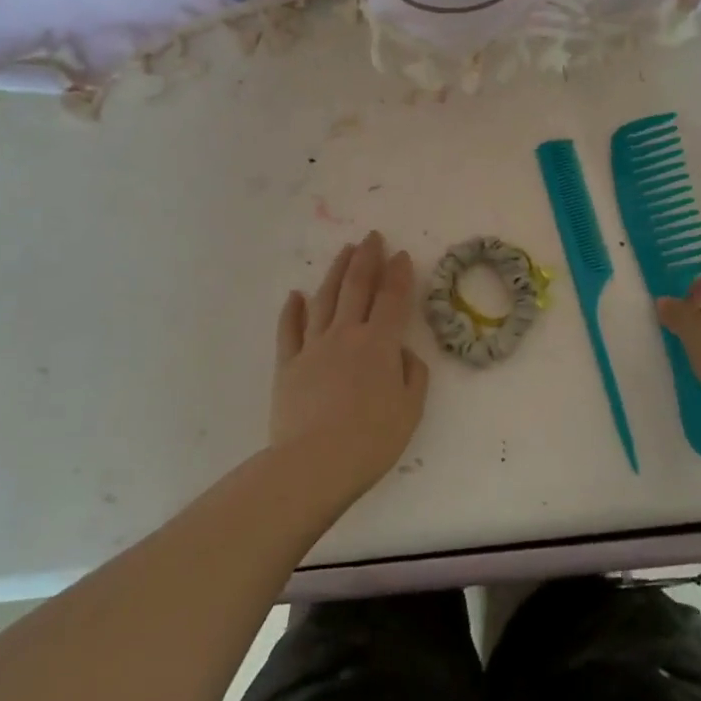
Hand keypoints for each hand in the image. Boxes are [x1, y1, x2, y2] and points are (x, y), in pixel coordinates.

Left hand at [270, 232, 429, 500]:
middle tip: (371, 237)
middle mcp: (345, 334)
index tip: (400, 254)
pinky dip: (292, 310)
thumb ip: (412, 374)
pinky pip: (289, 329)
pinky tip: (295, 295)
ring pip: (324, 299)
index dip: (398, 274)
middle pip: (356, 287)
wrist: (314, 464)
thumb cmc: (371, 439)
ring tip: (344, 252)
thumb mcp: (410, 409)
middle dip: (366, 258)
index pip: (391, 298)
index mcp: (379, 343)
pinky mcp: (287, 365)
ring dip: (335, 272)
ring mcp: (313, 347)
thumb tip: (402, 353)